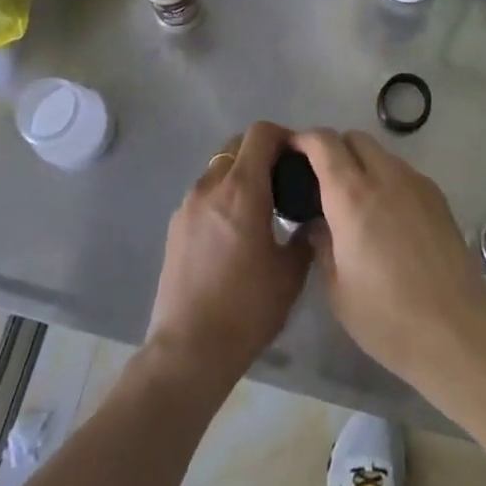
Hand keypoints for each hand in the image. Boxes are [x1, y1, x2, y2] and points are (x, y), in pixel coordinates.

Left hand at [145, 120, 309, 392]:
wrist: (188, 351)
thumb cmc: (246, 310)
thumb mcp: (290, 274)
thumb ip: (304, 236)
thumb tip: (310, 219)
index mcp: (241, 189)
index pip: (261, 133)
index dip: (284, 137)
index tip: (300, 159)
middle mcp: (210, 186)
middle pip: (237, 145)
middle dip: (262, 153)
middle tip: (283, 182)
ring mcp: (187, 205)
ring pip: (219, 169)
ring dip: (241, 175)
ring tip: (261, 209)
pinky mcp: (174, 226)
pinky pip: (205, 194)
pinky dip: (223, 197)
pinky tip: (235, 232)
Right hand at [293, 129, 485, 392]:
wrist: (456, 332)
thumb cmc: (386, 317)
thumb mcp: (337, 288)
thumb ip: (322, 244)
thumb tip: (319, 223)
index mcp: (351, 195)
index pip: (323, 143)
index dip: (304, 140)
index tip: (292, 152)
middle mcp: (385, 176)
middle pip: (355, 138)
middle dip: (334, 149)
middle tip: (322, 180)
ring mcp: (416, 183)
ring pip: (382, 154)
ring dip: (363, 164)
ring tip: (357, 203)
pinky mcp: (438, 197)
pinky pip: (404, 173)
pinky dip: (387, 181)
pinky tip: (388, 218)